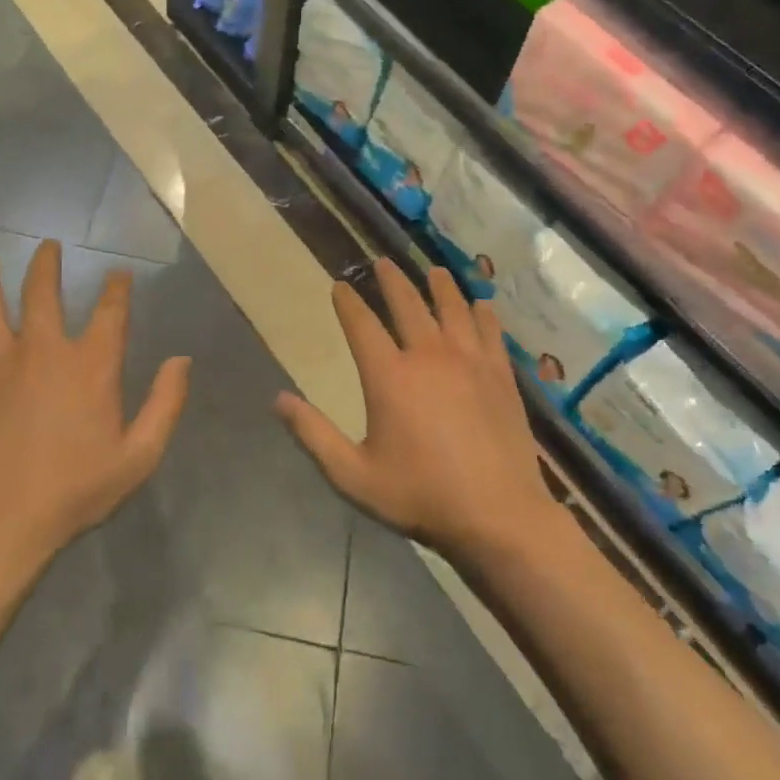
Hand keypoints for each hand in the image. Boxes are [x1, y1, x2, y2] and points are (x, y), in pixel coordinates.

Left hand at [0, 241, 189, 559]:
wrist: (1, 524)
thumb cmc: (75, 491)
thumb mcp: (139, 455)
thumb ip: (165, 404)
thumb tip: (182, 359)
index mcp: (90, 365)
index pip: (110, 311)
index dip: (117, 287)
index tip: (118, 274)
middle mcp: (43, 350)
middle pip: (43, 292)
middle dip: (47, 264)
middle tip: (48, 246)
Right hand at [276, 261, 559, 560]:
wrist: (499, 516)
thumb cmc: (421, 496)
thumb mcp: (353, 475)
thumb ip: (313, 435)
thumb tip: (278, 399)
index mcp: (389, 376)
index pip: (362, 325)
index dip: (348, 303)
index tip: (340, 286)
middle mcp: (428, 356)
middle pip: (408, 305)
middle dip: (392, 281)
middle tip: (383, 262)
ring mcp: (470, 362)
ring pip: (453, 309)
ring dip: (440, 287)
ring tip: (434, 271)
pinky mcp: (501, 376)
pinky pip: (491, 333)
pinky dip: (484, 315)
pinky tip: (483, 305)